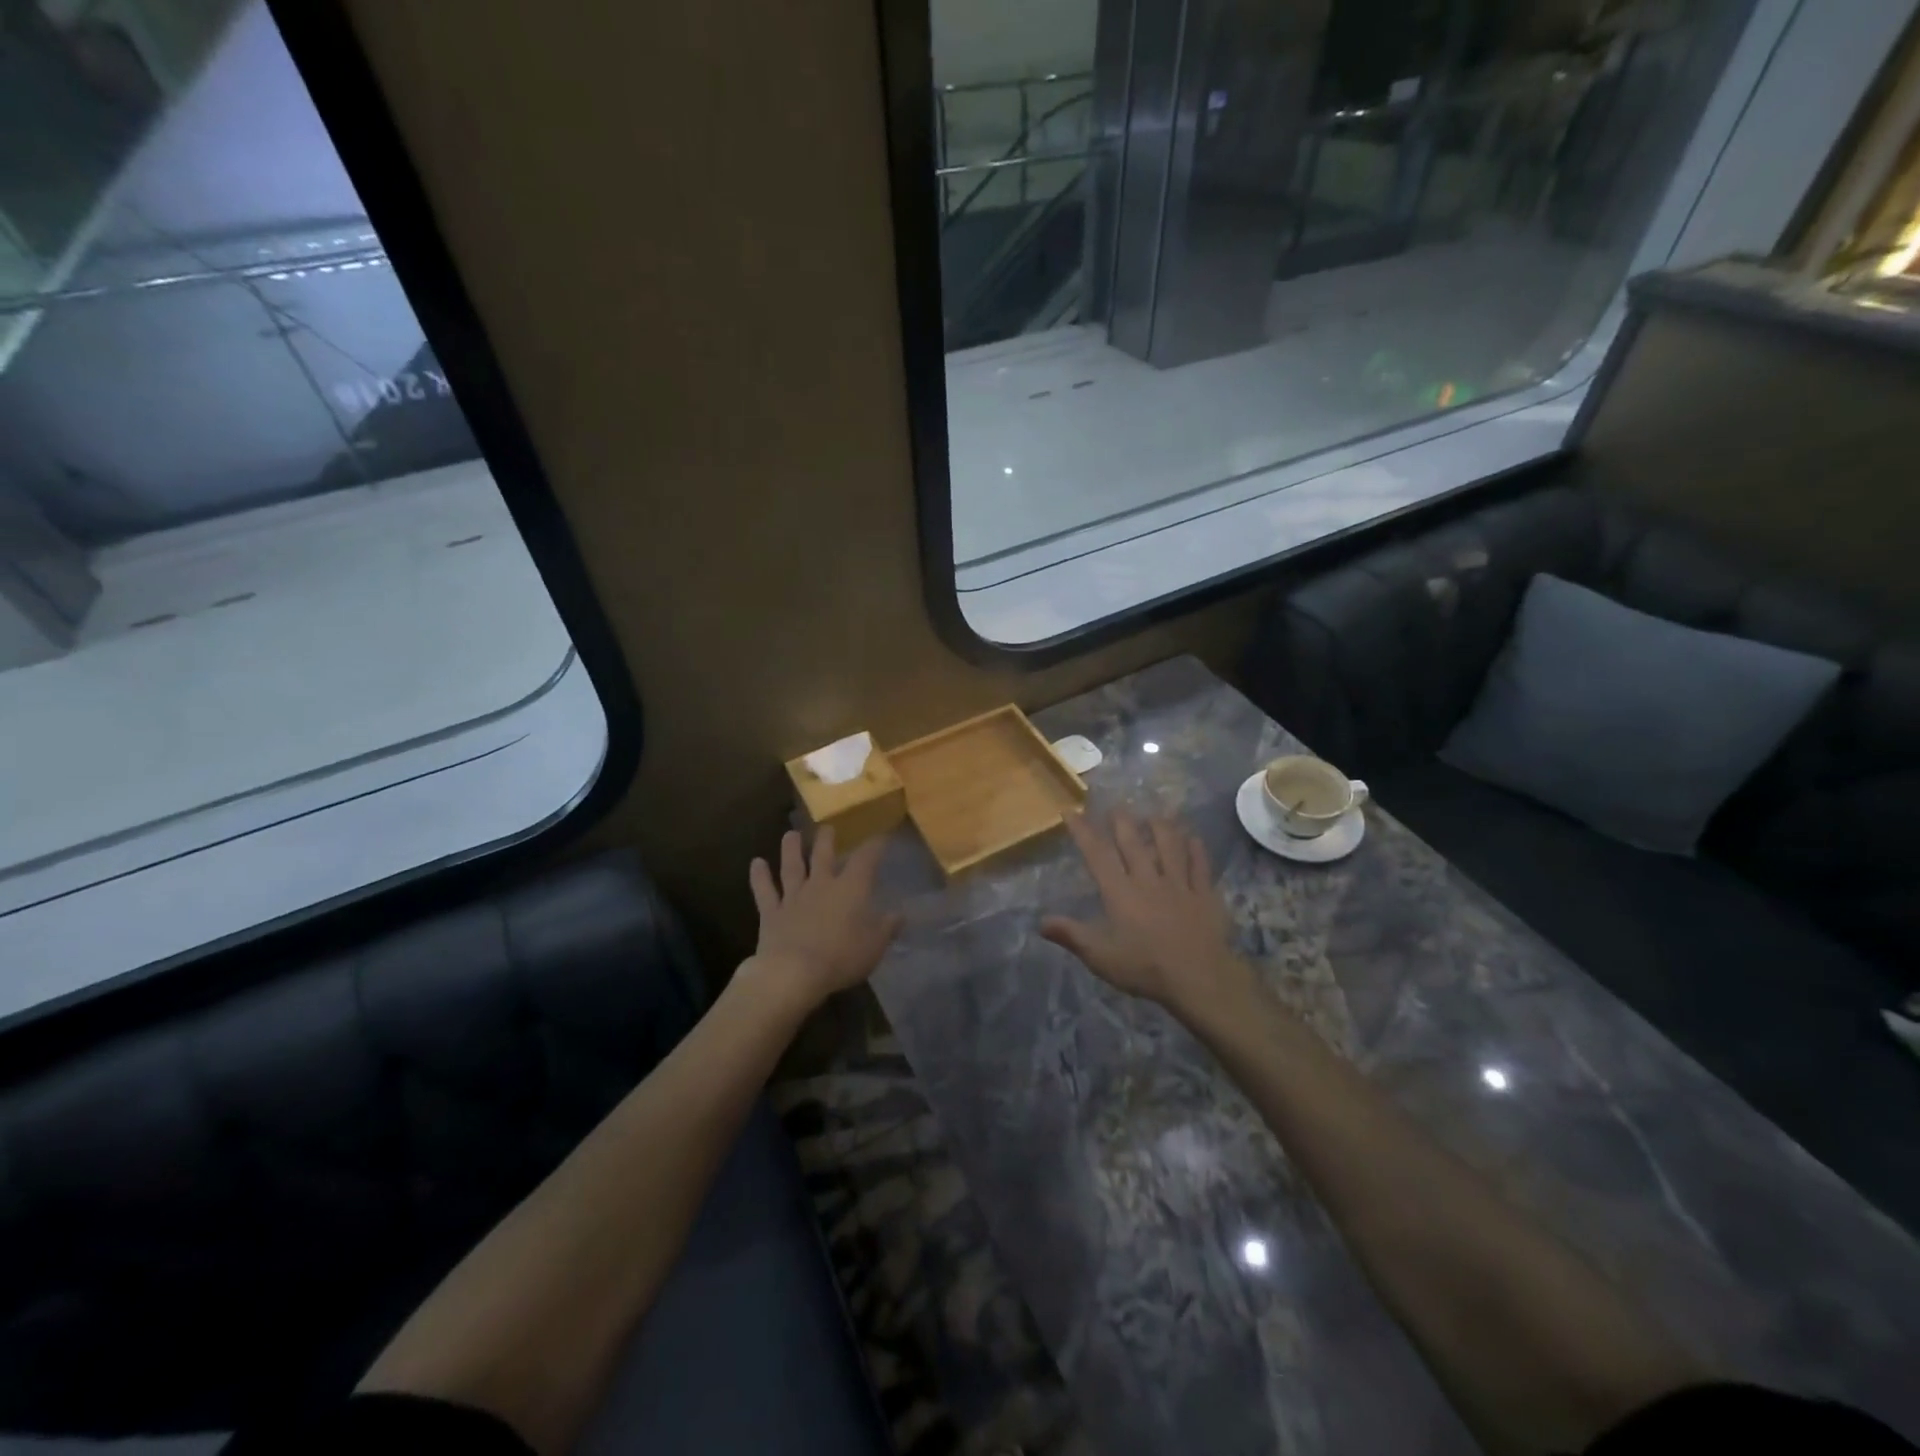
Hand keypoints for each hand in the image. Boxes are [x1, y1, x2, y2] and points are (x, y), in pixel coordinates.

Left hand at [746, 827, 902, 1008]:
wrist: (794, 972)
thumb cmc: (841, 957)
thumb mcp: (874, 946)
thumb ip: (887, 928)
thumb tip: (900, 914)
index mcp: (850, 889)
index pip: (865, 860)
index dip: (874, 846)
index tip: (880, 836)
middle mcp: (821, 885)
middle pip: (823, 856)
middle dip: (826, 840)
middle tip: (827, 827)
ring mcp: (793, 897)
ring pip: (792, 867)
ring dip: (791, 850)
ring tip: (790, 834)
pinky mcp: (772, 913)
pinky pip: (765, 891)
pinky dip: (760, 877)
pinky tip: (756, 863)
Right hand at [1042, 810, 1250, 1018]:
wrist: (1199, 978)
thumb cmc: (1144, 968)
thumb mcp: (1100, 956)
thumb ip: (1071, 935)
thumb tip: (1040, 922)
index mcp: (1120, 892)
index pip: (1097, 855)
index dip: (1083, 831)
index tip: (1071, 811)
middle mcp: (1148, 880)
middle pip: (1133, 844)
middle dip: (1122, 822)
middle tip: (1116, 807)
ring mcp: (1180, 885)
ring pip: (1170, 847)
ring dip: (1161, 828)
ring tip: (1155, 815)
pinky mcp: (1205, 895)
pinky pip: (1200, 867)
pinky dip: (1197, 851)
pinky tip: (1194, 838)